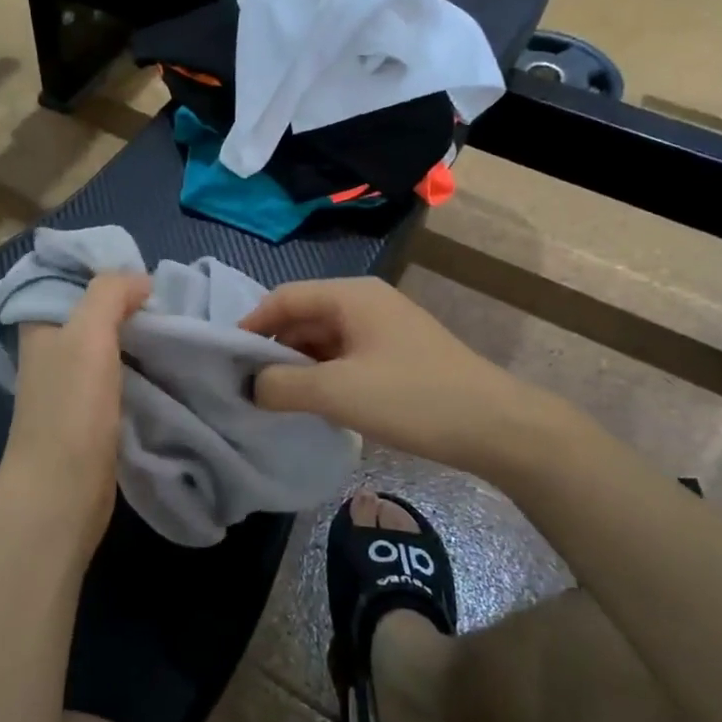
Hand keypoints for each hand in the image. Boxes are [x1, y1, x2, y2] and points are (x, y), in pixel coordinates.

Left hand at [1, 272, 150, 538]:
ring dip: (142, 339)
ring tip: (181, 329)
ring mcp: (73, 385)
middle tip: (175, 302)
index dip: (107, 272)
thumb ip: (110, 293)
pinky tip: (170, 365)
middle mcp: (53, 351)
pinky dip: (144, 368)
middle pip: (96, 314)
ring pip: (113, 346)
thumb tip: (141, 281)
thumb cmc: (71, 406)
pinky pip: (123, 377)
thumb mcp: (88, 332)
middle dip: (132, 306)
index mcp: (41, 325)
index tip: (148, 275)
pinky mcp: (93, 414)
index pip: (72, 280)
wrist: (63, 489)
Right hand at [240, 278, 550, 477]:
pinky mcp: (397, 356)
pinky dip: (324, 376)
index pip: (283, 298)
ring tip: (274, 400)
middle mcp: (366, 303)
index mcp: (351, 295)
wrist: (495, 426)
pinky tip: (314, 404)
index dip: (250, 326)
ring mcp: (384, 329)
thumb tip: (250, 386)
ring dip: (298, 366)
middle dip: (273, 349)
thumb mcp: (337, 392)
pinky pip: (345, 357)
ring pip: (324, 340)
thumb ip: (282, 385)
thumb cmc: (412, 398)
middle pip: (303, 317)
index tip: (226, 362)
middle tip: (245, 387)